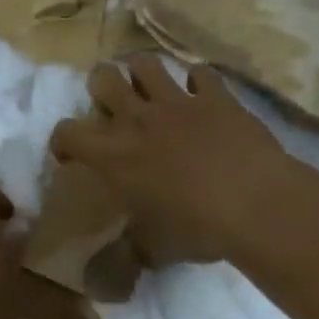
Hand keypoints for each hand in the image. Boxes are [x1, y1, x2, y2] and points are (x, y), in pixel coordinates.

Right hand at [49, 55, 286, 266]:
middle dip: (101, 86)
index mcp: (114, 155)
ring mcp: (178, 102)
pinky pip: (200, 74)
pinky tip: (201, 95)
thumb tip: (130, 254)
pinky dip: (197, 82)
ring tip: (150, 88)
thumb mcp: (156, 248)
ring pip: (146, 63)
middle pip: (102, 77)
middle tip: (113, 105)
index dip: (63, 141)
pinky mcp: (215, 96)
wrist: (255, 205)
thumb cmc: (197, 229)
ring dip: (142, 73)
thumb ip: (135, 246)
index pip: (67, 133)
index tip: (72, 155)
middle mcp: (138, 119)